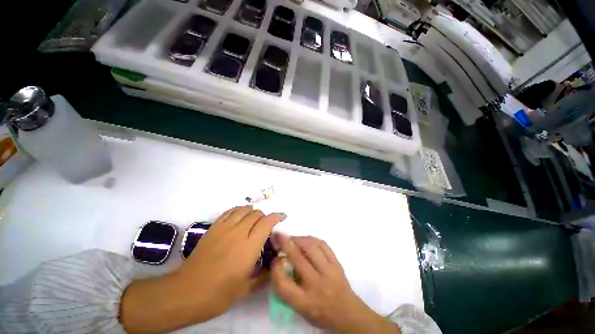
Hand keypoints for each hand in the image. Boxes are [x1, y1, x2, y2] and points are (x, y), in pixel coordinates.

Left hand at [178, 205, 285, 315]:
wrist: (188, 291)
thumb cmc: (219, 293)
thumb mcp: (247, 288)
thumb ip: (264, 276)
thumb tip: (274, 267)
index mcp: (250, 246)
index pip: (267, 222)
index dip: (277, 216)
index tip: (282, 217)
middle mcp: (239, 232)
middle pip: (257, 213)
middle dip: (264, 217)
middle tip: (265, 226)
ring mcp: (225, 228)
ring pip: (244, 209)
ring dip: (252, 212)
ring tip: (253, 220)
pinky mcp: (214, 227)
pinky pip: (230, 211)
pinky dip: (238, 210)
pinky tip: (239, 217)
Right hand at [271, 235, 399, 333]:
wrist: (347, 312)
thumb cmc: (319, 311)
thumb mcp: (299, 307)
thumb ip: (288, 286)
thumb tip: (282, 260)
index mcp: (305, 302)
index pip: (283, 284)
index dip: (276, 269)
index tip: (275, 259)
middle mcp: (317, 285)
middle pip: (298, 259)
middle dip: (286, 244)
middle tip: (278, 235)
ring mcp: (329, 271)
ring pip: (311, 247)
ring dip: (299, 239)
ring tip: (292, 238)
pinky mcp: (337, 263)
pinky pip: (323, 244)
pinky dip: (312, 239)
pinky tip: (306, 239)